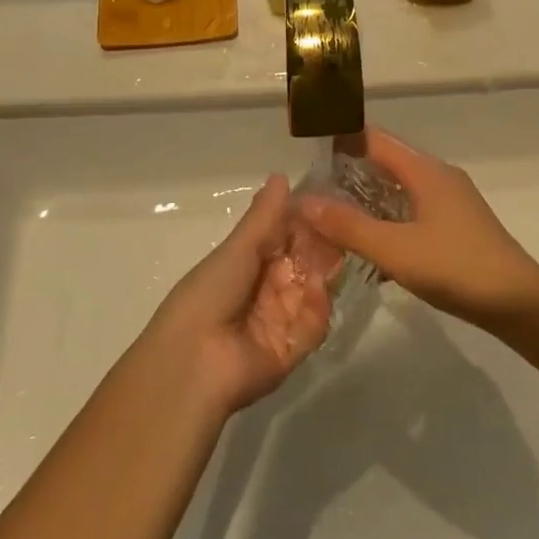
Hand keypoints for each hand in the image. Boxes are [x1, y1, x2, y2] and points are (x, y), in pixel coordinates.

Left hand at [145, 174, 338, 414]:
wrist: (193, 363)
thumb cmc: (209, 295)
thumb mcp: (237, 249)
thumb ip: (264, 216)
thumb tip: (280, 175)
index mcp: (248, 262)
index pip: (285, 235)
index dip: (306, 219)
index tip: (330, 200)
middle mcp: (267, 288)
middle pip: (304, 261)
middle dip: (322, 243)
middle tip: (344, 223)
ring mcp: (282, 319)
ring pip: (314, 288)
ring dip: (324, 271)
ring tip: (338, 250)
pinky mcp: (295, 348)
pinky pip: (315, 322)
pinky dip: (318, 306)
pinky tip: (319, 289)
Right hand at [296, 129, 538, 326]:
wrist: (518, 302)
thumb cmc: (456, 267)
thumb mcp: (395, 249)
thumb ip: (348, 226)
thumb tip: (303, 201)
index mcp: (425, 170)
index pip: (375, 138)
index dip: (342, 139)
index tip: (307, 152)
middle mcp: (438, 176)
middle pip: (386, 161)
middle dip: (349, 172)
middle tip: (311, 191)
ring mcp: (450, 201)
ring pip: (399, 188)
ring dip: (367, 198)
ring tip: (331, 217)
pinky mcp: (455, 225)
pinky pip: (412, 210)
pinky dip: (388, 218)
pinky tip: (369, 245)